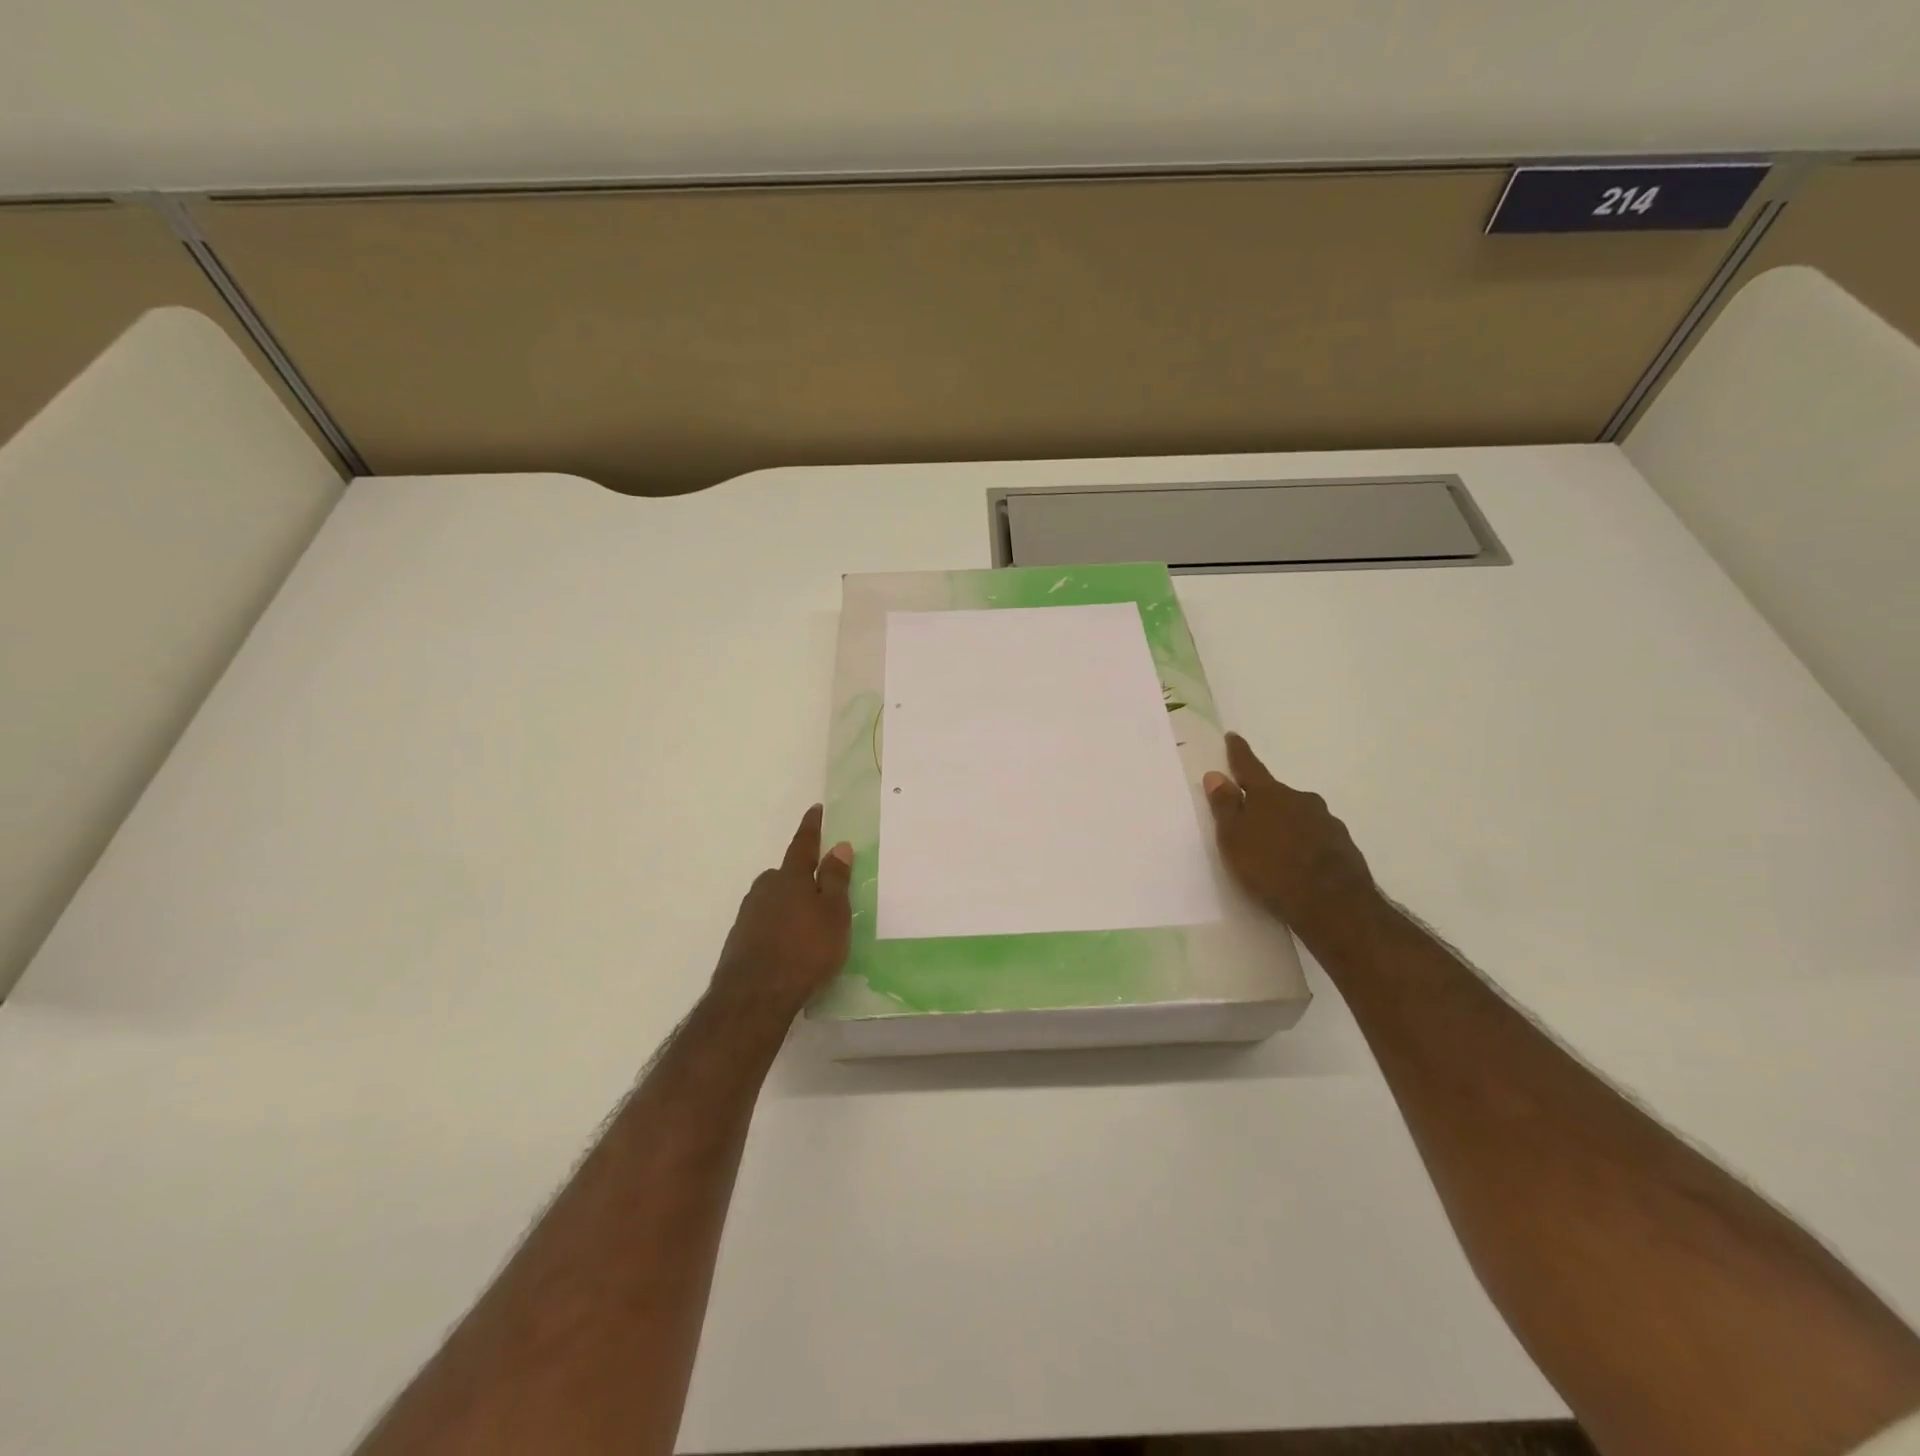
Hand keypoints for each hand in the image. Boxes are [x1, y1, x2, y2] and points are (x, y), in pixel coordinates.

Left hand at [710, 805, 854, 1020]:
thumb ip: (836, 880)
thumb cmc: (806, 950)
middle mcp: (765, 889)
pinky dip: (777, 928)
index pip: (803, 845)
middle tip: (821, 891)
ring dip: (789, 906)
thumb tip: (839, 845)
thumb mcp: (834, 914)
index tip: (815, 809)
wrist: (754, 996)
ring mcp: (748, 915)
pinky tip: (788, 948)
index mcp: (791, 878)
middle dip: (801, 877)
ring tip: (808, 927)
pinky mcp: (739, 941)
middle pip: (785, 875)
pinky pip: (764, 924)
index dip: (812, 827)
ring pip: (773, 900)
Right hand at [1203, 733, 1381, 946]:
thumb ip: (1225, 807)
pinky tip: (1298, 864)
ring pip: (1298, 816)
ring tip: (1273, 848)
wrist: (1333, 905)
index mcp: (1270, 795)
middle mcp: (1301, 800)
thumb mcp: (1234, 839)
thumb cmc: (1271, 869)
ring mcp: (1326, 822)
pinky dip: (1303, 844)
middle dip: (1262, 801)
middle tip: (1249, 817)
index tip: (1233, 737)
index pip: (1249, 767)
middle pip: (1276, 794)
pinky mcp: (1343, 846)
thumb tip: (1216, 775)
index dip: (1239, 753)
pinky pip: (1315, 838)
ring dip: (1285, 824)